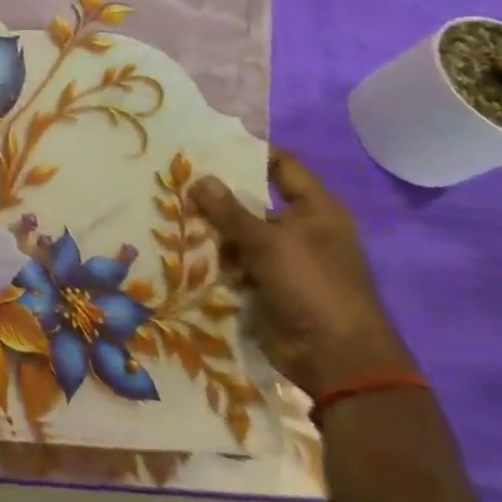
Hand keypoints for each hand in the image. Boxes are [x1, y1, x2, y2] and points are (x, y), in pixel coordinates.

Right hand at [188, 153, 414, 395]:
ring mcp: (282, 258)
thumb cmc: (313, 287)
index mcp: (316, 211)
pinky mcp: (265, 283)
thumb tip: (200, 178)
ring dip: (208, 225)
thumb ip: (231, 211)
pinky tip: (176, 241)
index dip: (249, 151)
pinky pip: (233, 260)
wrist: (335, 360)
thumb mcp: (270, 242)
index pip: (282, 166)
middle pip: (253, 199)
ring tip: (166, 205)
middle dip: (216, 191)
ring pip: (237, 231)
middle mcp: (300, 229)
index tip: (207, 141)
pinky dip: (211, 254)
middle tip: (174, 174)